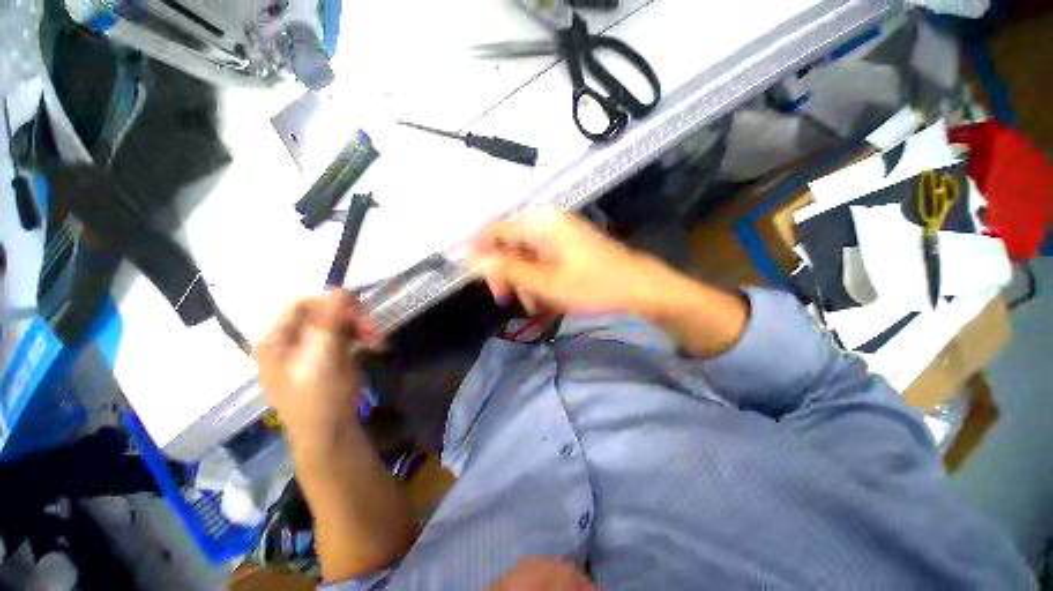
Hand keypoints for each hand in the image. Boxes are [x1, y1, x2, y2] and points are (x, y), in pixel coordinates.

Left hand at [255, 290, 380, 449]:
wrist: (330, 432)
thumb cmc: (318, 397)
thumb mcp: (321, 357)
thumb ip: (329, 321)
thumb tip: (340, 288)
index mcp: (276, 338)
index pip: (300, 303)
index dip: (329, 302)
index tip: (358, 309)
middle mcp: (290, 339)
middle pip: (322, 311)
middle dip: (350, 316)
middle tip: (372, 326)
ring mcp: (311, 346)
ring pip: (337, 321)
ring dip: (360, 325)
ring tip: (377, 338)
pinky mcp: (329, 354)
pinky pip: (345, 333)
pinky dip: (361, 335)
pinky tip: (374, 342)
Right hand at [470, 210, 665, 315]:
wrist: (640, 291)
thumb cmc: (594, 286)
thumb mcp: (546, 283)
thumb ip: (507, 271)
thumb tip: (472, 260)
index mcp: (541, 223)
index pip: (494, 230)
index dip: (480, 253)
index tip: (474, 278)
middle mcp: (547, 224)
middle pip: (509, 245)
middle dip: (505, 274)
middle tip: (505, 300)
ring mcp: (559, 238)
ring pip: (525, 258)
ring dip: (523, 283)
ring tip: (533, 306)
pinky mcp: (568, 251)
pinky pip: (542, 264)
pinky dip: (539, 283)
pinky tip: (545, 301)